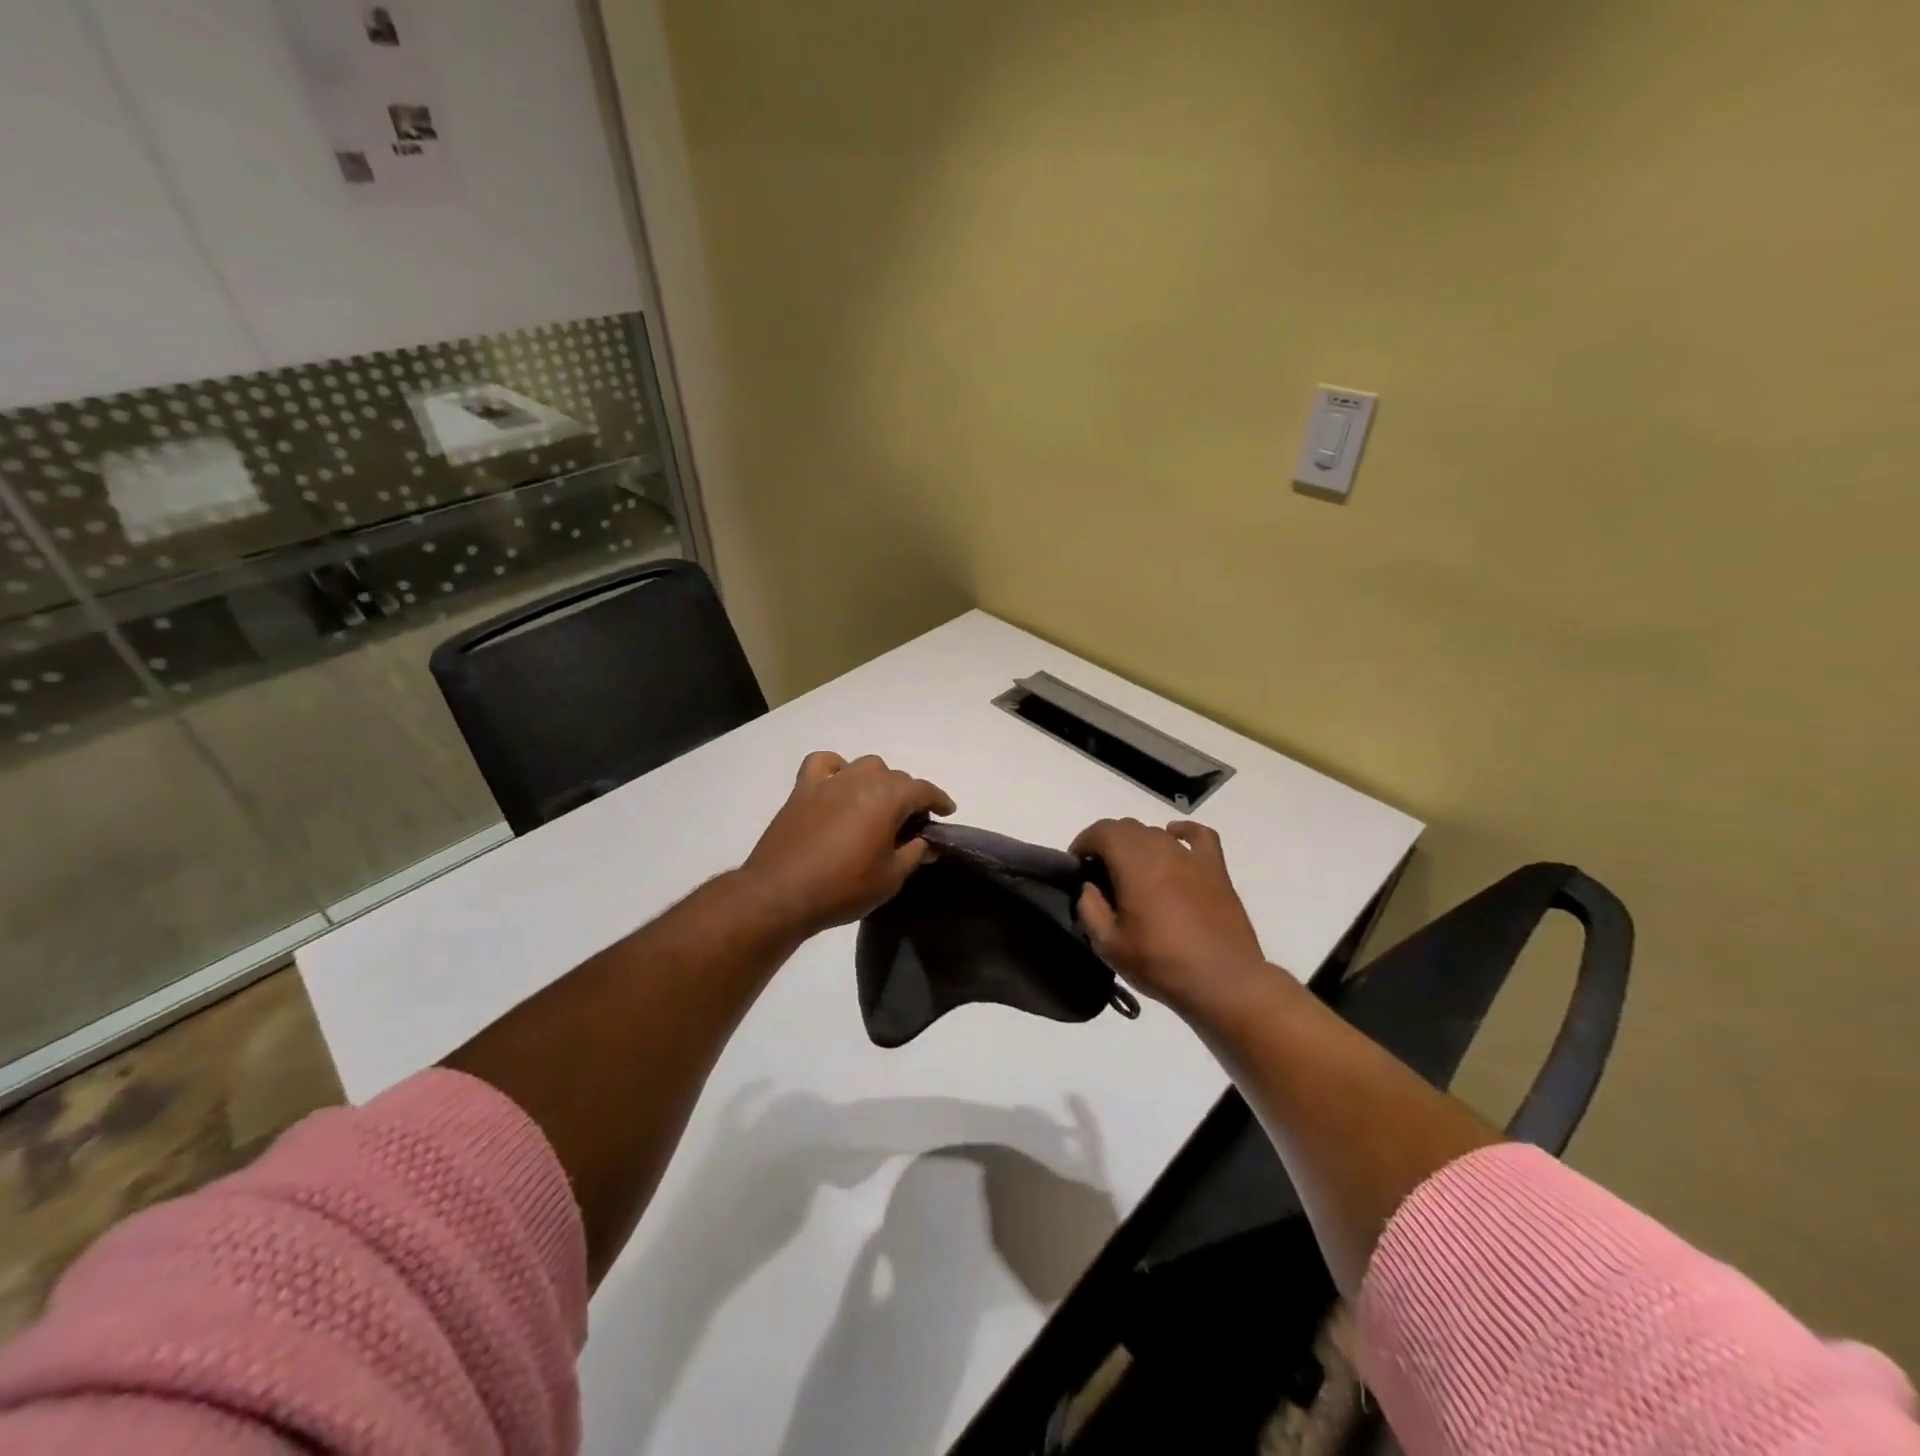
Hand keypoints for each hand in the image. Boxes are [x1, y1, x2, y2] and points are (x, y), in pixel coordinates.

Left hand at [739, 752, 955, 936]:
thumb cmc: (843, 888)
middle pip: (895, 777)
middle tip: (911, 824)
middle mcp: (861, 780)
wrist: (781, 894)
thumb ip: (914, 854)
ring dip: (878, 780)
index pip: (923, 790)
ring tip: (878, 804)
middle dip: (909, 795)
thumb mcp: (890, 878)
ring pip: (865, 765)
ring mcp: (829, 781)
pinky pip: (824, 764)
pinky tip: (839, 785)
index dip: (939, 800)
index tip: (947, 812)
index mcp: (887, 798)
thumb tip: (928, 842)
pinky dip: (837, 768)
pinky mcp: (803, 789)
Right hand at [1070, 818, 1269, 1016]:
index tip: (1077, 866)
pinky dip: (1181, 832)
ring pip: (1156, 832)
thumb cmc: (1161, 964)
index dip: (1083, 843)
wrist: (1224, 982)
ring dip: (1137, 844)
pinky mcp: (1216, 869)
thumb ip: (1090, 909)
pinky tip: (1175, 841)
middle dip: (1107, 843)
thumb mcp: (1109, 945)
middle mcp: (1162, 849)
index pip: (1101, 832)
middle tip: (1100, 874)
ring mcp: (1192, 857)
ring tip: (1132, 871)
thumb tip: (1089, 888)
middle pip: (1127, 828)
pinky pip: (1198, 836)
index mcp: (1134, 864)